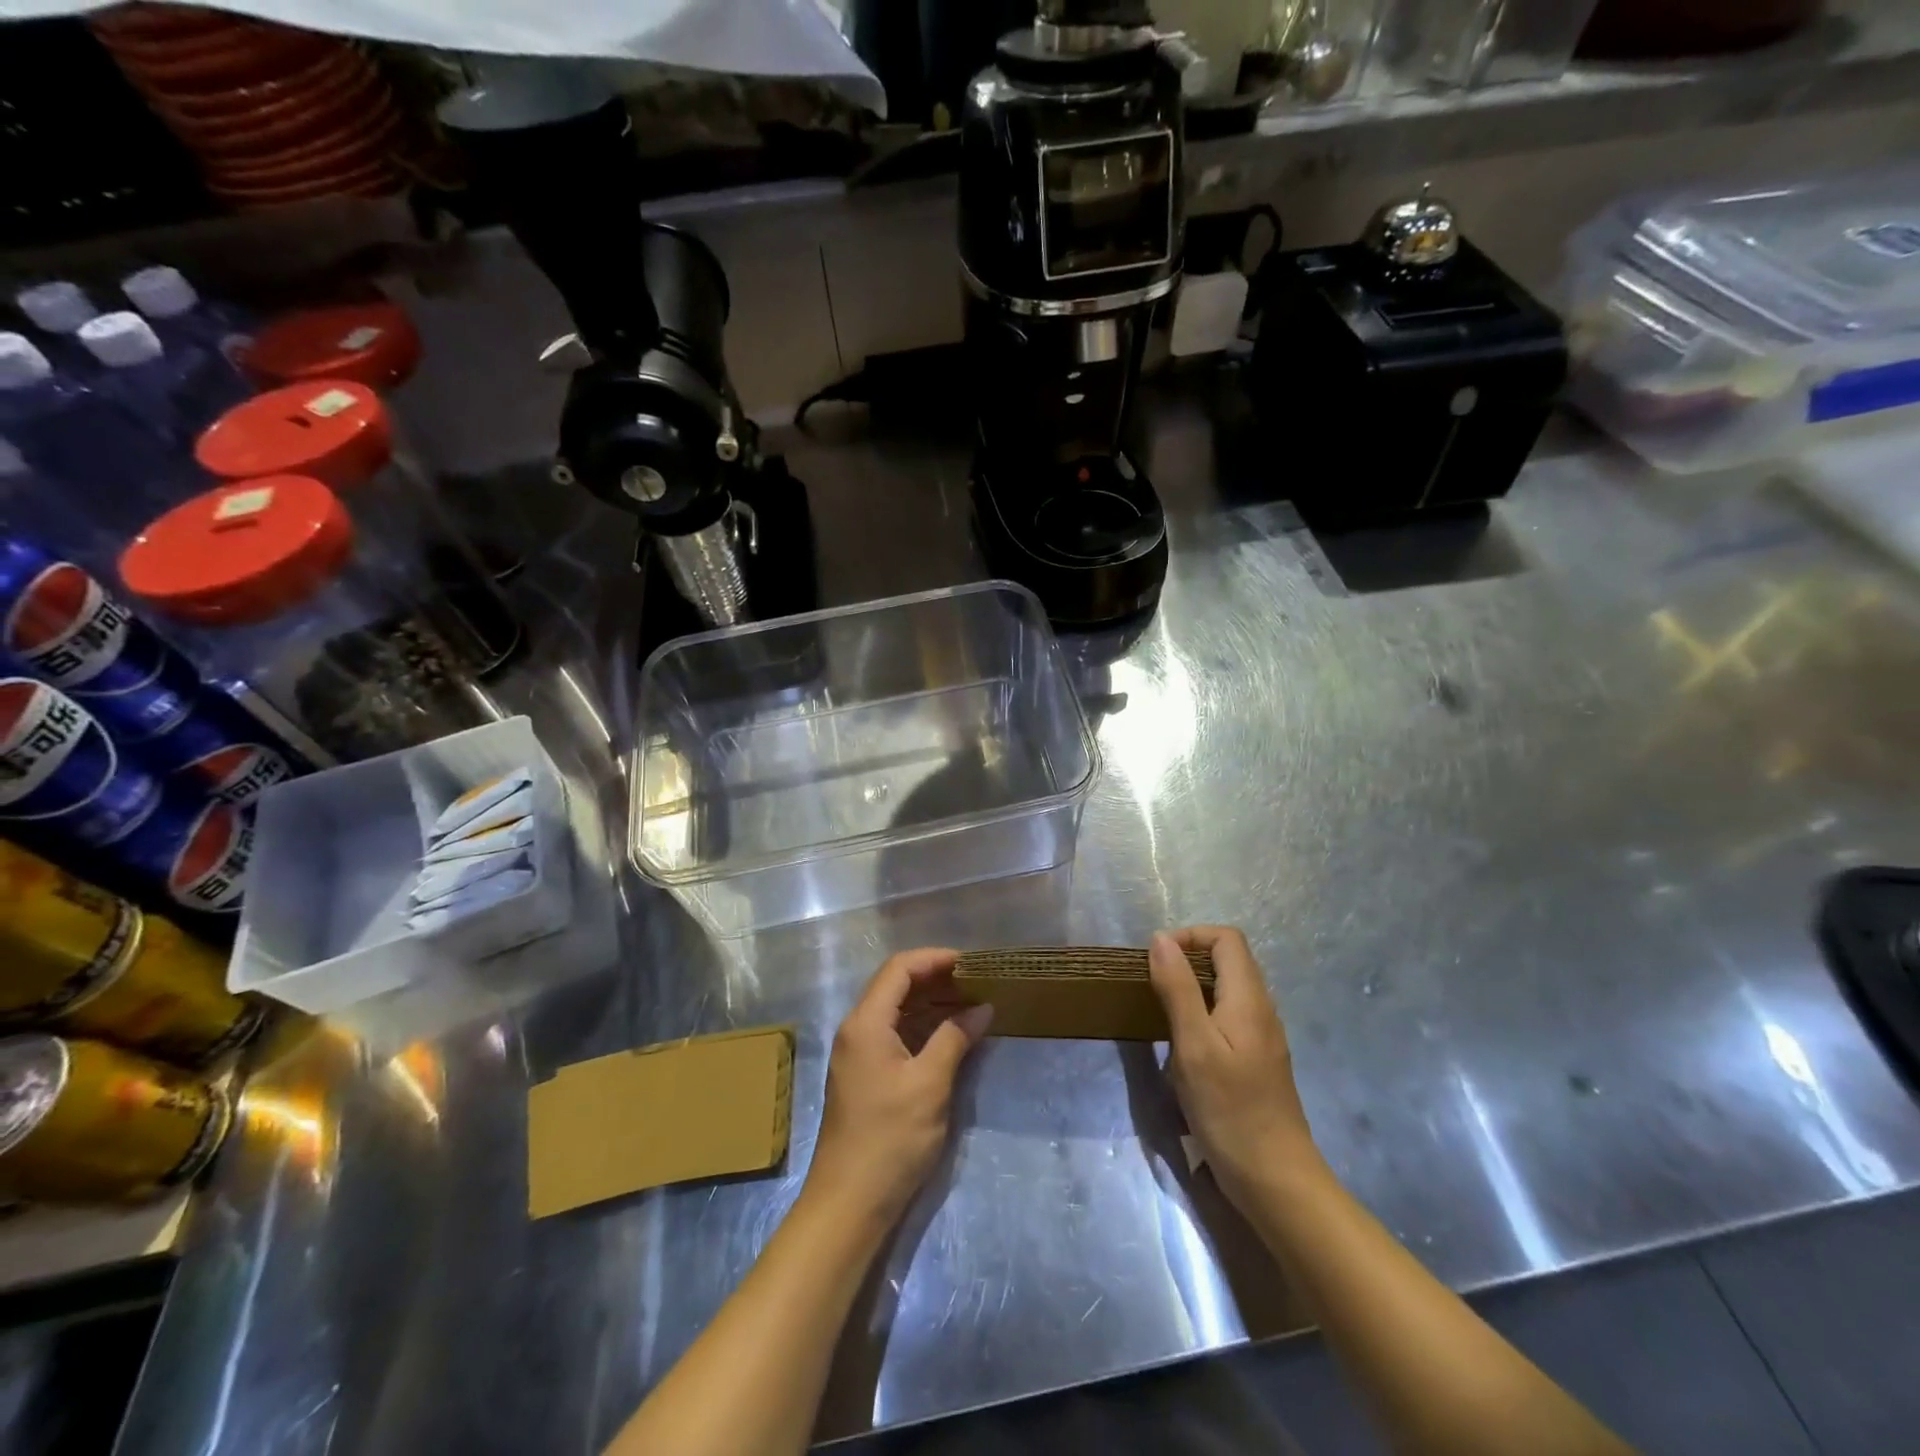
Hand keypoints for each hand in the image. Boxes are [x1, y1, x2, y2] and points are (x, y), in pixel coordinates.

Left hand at [804, 948, 992, 1228]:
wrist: (849, 1203)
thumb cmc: (890, 1139)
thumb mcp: (930, 1084)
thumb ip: (955, 1038)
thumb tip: (982, 1008)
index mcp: (866, 1022)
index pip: (900, 968)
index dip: (935, 958)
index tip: (972, 963)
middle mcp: (857, 1029)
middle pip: (896, 985)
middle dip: (937, 979)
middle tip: (978, 982)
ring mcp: (858, 1053)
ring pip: (897, 1010)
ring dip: (932, 1003)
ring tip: (972, 1004)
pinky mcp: (865, 1074)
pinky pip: (896, 1033)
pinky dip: (923, 1027)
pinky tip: (952, 1035)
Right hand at [1148, 926, 1321, 1212]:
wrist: (1275, 1181)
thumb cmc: (1230, 1111)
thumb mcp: (1193, 1046)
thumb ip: (1178, 988)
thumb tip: (1161, 939)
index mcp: (1249, 999)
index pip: (1226, 938)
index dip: (1190, 936)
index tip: (1157, 959)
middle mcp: (1261, 1010)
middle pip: (1229, 960)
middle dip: (1188, 959)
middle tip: (1153, 984)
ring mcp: (1262, 1037)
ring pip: (1228, 989)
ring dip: (1193, 987)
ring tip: (1161, 1011)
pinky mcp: (1257, 1061)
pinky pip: (1228, 1016)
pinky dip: (1202, 1014)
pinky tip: (1183, 1045)